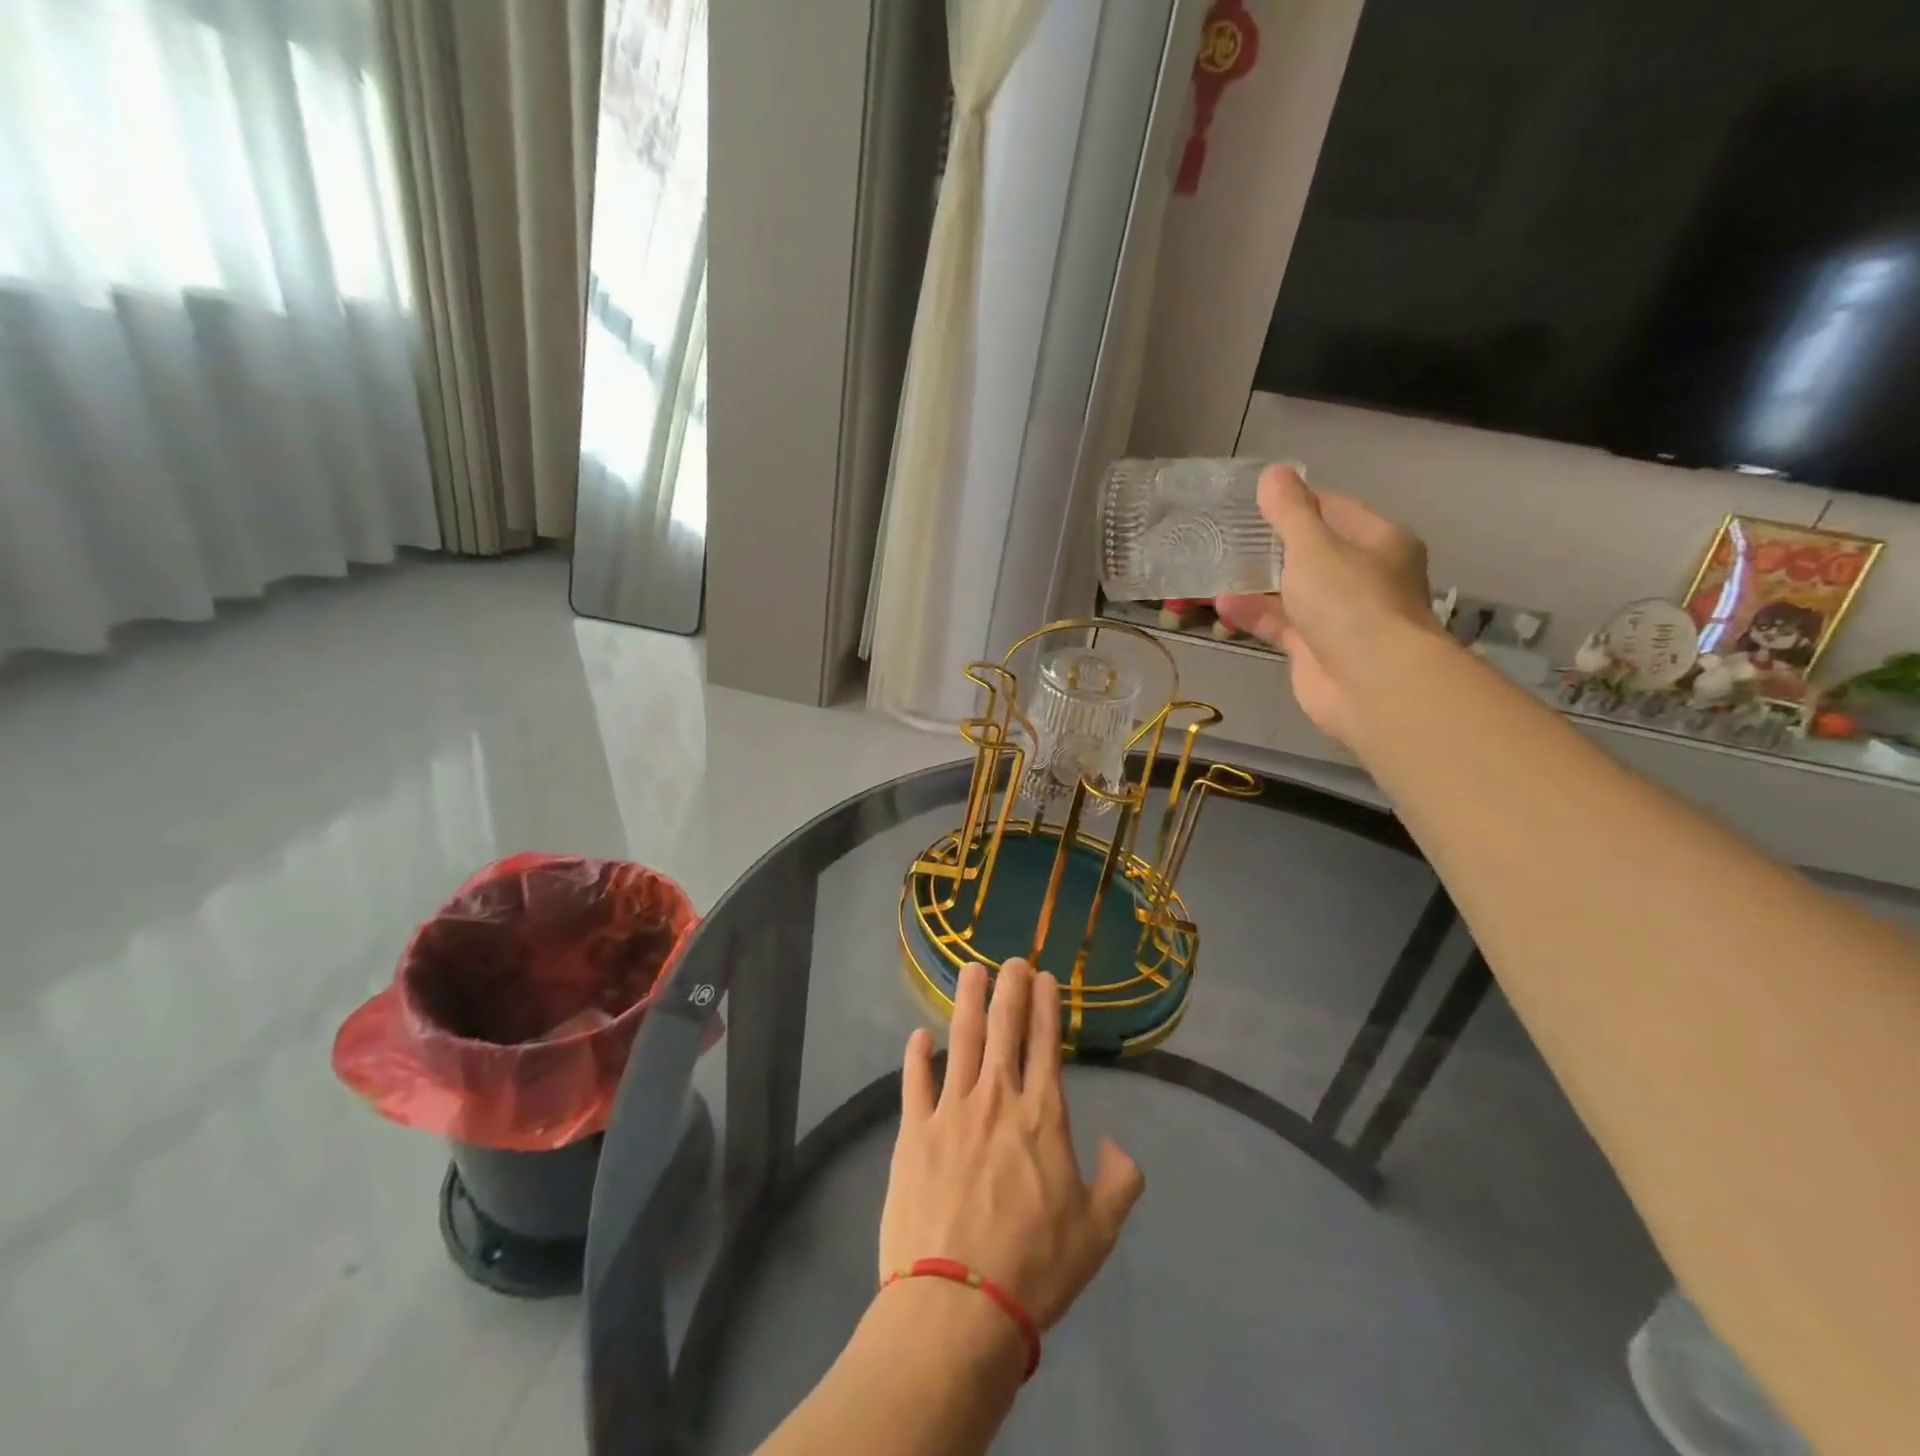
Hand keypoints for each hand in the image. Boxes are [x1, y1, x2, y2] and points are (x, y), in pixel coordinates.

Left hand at [880, 959, 1143, 1330]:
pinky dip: (916, 1055)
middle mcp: (997, 1098)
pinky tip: (920, 1035)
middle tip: (1012, 959)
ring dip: (968, 1001)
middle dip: (1010, 988)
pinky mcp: (913, 1132)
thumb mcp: (1099, 1231)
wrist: (960, 1304)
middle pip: (1004, 1028)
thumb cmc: (1036, 1267)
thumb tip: (1118, 1144)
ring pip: (961, 1039)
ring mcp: (951, 1110)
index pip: (1045, 1044)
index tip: (1044, 978)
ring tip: (972, 970)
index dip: (1045, 1006)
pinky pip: (914, 1081)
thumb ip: (1120, 1181)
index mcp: (1042, 1116)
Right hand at [1216, 464, 1439, 743]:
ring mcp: (1340, 617)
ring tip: (1214, 570)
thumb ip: (1289, 512)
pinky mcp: (1316, 650)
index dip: (1296, 502)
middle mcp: (1364, 576)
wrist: (1371, 683)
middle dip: (1271, 546)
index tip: (1254, 501)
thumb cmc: (1350, 601)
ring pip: (1293, 592)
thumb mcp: (1314, 546)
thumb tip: (1273, 473)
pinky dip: (1254, 615)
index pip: (1334, 509)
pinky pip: (1281, 625)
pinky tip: (1221, 606)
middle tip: (1227, 535)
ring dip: (1256, 583)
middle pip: (1312, 553)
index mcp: (1378, 542)